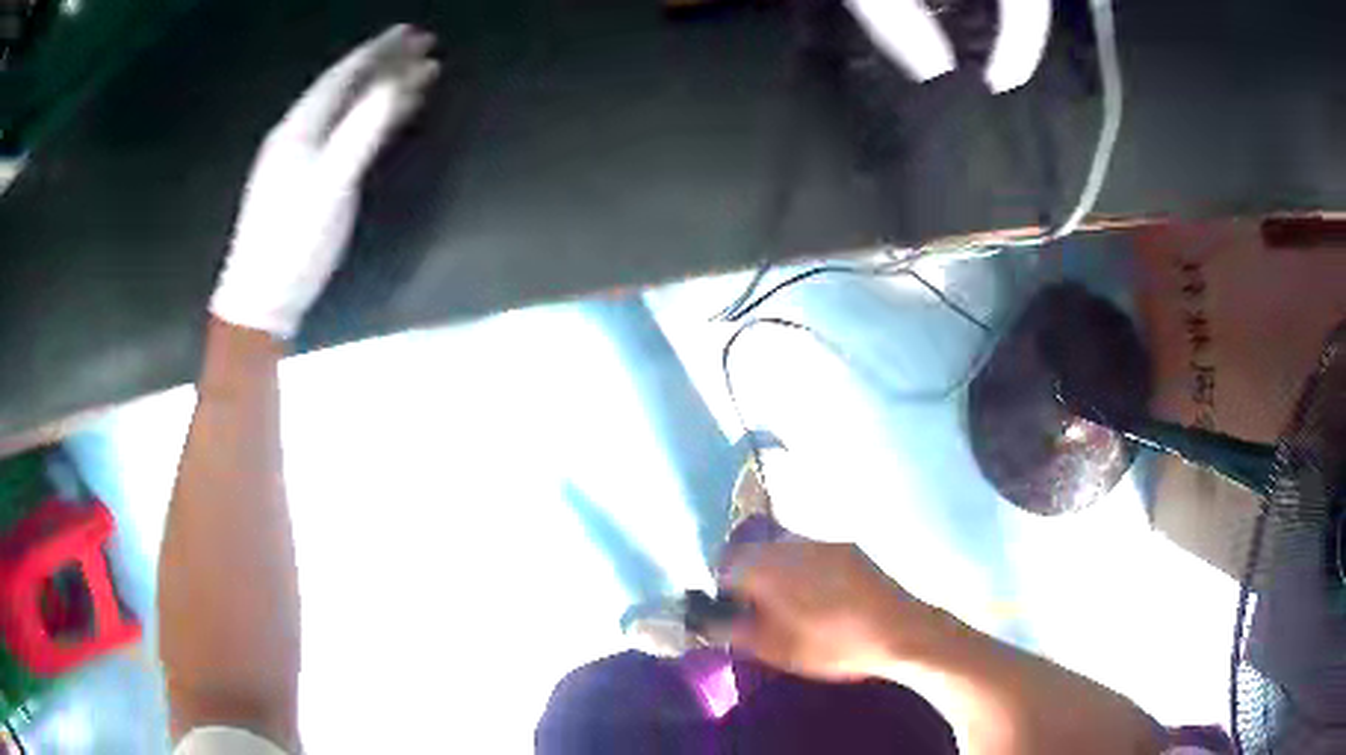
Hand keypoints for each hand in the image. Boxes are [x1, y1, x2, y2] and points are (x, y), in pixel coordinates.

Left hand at [210, 24, 439, 338]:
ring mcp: (301, 157)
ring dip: (381, 90)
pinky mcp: (308, 180)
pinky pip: (344, 134)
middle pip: (346, 87)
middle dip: (384, 63)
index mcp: (300, 127)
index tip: (412, 33)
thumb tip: (395, 82)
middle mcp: (298, 133)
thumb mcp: (330, 183)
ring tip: (415, 75)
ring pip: (346, 110)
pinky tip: (386, 117)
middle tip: (422, 46)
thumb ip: (362, 130)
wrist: (261, 298)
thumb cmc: (292, 241)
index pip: (344, 76)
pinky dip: (370, 120)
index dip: (379, 51)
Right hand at [722, 539, 928, 681]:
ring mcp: (823, 542)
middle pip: (755, 550)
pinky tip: (819, 597)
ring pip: (783, 550)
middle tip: (758, 610)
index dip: (723, 587)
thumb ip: (732, 629)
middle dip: (750, 576)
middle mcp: (793, 543)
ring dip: (777, 571)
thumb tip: (705, 618)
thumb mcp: (774, 648)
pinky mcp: (848, 548)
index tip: (732, 610)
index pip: (725, 562)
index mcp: (770, 566)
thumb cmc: (832, 645)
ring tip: (790, 605)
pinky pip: (810, 553)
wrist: (900, 631)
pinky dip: (803, 570)